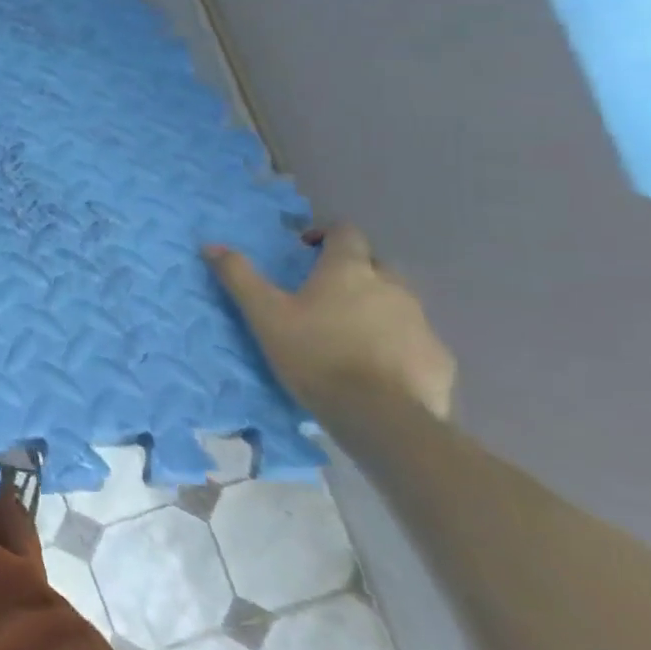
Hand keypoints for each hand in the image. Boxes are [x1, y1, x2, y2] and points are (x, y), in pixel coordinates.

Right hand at [204, 223, 456, 420]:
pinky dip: (397, 343)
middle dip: (353, 272)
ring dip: (375, 307)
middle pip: (375, 265)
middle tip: (324, 295)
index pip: (346, 232)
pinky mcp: (439, 358)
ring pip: (398, 302)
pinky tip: (377, 367)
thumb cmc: (315, 354)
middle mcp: (392, 287)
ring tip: (348, 334)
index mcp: (349, 270)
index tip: (306, 251)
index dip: (327, 235)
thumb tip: (211, 245)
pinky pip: (415, 340)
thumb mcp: (264, 314)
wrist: (379, 417)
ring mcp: (421, 322)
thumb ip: (238, 276)